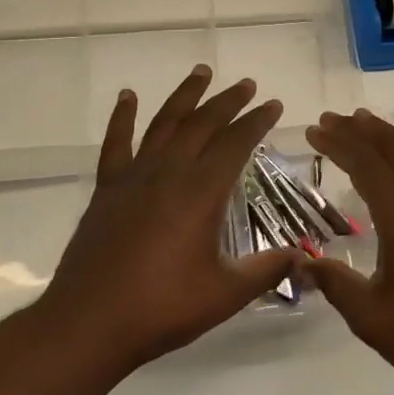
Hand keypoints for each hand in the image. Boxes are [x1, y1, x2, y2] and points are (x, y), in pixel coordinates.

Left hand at [28, 65, 300, 378]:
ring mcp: (134, 176)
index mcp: (201, 192)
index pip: (236, 144)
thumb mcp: (225, 294)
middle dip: (228, 101)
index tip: (273, 104)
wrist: (90, 322)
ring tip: (201, 72)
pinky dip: (122, 117)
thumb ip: (266, 270)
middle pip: (203, 124)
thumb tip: (304, 256)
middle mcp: (169, 172)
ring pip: (164, 123)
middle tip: (246, 84)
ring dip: (185, 96)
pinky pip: (116, 142)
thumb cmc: (162, 308)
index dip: (257, 121)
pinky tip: (127, 97)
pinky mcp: (107, 188)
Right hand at [302, 109, 393, 394]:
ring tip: (368, 122)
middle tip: (332, 119)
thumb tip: (301, 265)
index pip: (366, 166)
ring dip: (393, 137)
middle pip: (393, 152)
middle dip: (360, 132)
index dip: (338, 144)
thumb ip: (335, 284)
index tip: (315, 130)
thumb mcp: (371, 317)